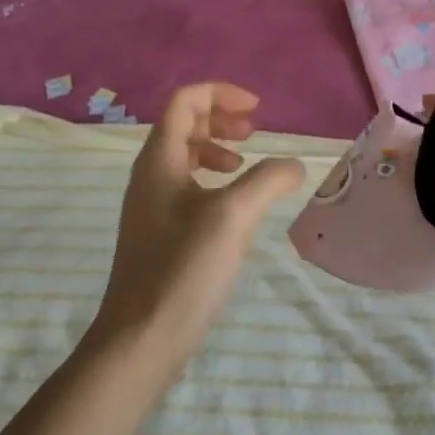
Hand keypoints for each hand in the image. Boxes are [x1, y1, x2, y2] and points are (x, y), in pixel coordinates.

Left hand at [90, 83, 304, 369]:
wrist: (140, 341)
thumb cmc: (183, 269)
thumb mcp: (234, 216)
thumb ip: (268, 179)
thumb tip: (295, 165)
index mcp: (160, 159)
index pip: (185, 100)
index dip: (221, 94)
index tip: (257, 111)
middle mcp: (150, 174)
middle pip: (183, 123)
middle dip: (220, 118)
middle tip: (252, 132)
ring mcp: (151, 205)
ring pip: (184, 155)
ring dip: (217, 147)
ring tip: (244, 166)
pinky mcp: (158, 232)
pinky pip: (185, 184)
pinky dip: (212, 179)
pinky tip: (233, 206)